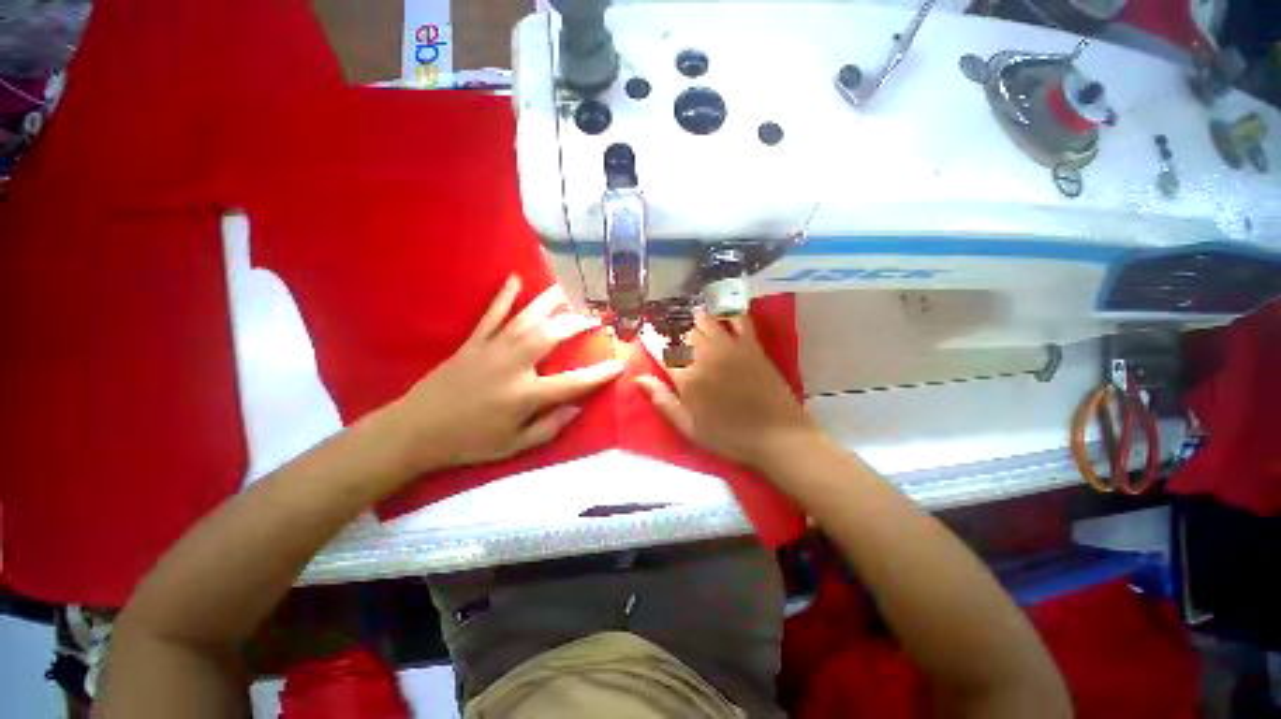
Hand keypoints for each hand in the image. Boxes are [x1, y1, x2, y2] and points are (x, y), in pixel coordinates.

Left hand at [388, 276, 622, 472]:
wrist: (415, 431)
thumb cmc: (469, 442)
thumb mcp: (514, 446)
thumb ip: (549, 427)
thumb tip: (577, 408)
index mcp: (526, 394)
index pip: (573, 381)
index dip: (600, 374)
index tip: (620, 363)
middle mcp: (514, 365)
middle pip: (553, 336)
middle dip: (577, 324)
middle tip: (595, 318)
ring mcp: (492, 349)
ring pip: (526, 318)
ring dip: (549, 303)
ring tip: (568, 290)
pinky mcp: (473, 342)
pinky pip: (492, 314)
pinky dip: (504, 295)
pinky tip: (515, 279)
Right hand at [636, 314, 819, 471]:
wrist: (776, 436)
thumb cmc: (729, 437)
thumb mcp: (689, 427)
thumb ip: (663, 400)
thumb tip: (639, 377)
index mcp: (687, 377)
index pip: (662, 351)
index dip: (651, 340)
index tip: (645, 334)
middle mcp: (705, 356)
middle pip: (682, 334)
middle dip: (671, 328)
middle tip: (667, 326)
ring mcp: (730, 347)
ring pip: (705, 322)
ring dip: (694, 318)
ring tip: (688, 315)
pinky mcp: (751, 345)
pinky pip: (738, 320)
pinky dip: (727, 312)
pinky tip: (721, 310)